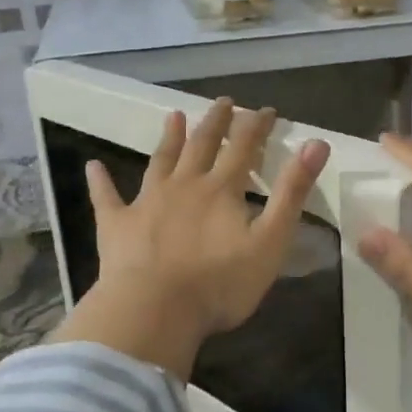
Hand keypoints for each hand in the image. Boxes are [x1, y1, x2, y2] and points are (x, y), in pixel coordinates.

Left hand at [52, 98, 329, 376]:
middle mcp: (184, 185)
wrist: (155, 310)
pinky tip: (93, 167)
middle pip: (202, 144)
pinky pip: (107, 198)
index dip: (257, 126)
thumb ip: (292, 192)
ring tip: (173, 116)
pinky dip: (101, 181)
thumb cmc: (220, 283)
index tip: (267, 110)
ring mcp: (147, 202)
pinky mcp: (117, 225)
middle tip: (223, 101)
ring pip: (160, 161)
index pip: (244, 147)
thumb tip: (317, 143)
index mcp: (222, 190)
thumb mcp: (271, 240)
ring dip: (169, 138)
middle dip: (216, 122)